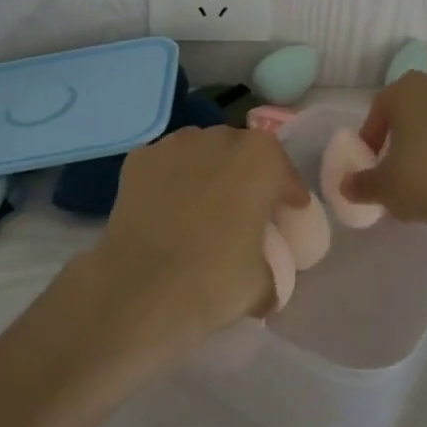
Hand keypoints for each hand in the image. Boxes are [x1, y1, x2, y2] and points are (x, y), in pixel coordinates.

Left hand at [84, 125, 309, 354]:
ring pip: (201, 154)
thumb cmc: (214, 280)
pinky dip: (170, 183)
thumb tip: (266, 281)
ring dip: (207, 175)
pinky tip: (167, 213)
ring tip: (202, 211)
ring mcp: (174, 144)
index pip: (283, 171)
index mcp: (260, 157)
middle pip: (241, 154)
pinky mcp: (138, 159)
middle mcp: (219, 136)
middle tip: (245, 213)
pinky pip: (166, 168)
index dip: (288, 195)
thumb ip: (271, 269)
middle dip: (245, 178)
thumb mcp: (263, 284)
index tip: (288, 216)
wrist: (139, 290)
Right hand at [345, 73, 426, 264]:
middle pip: (416, 107)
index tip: (372, 160)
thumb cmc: (426, 183)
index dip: (372, 134)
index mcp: (409, 90)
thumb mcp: (383, 188)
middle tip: (400, 164)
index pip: (381, 107)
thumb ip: (360, 183)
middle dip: (406, 132)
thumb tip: (347, 185)